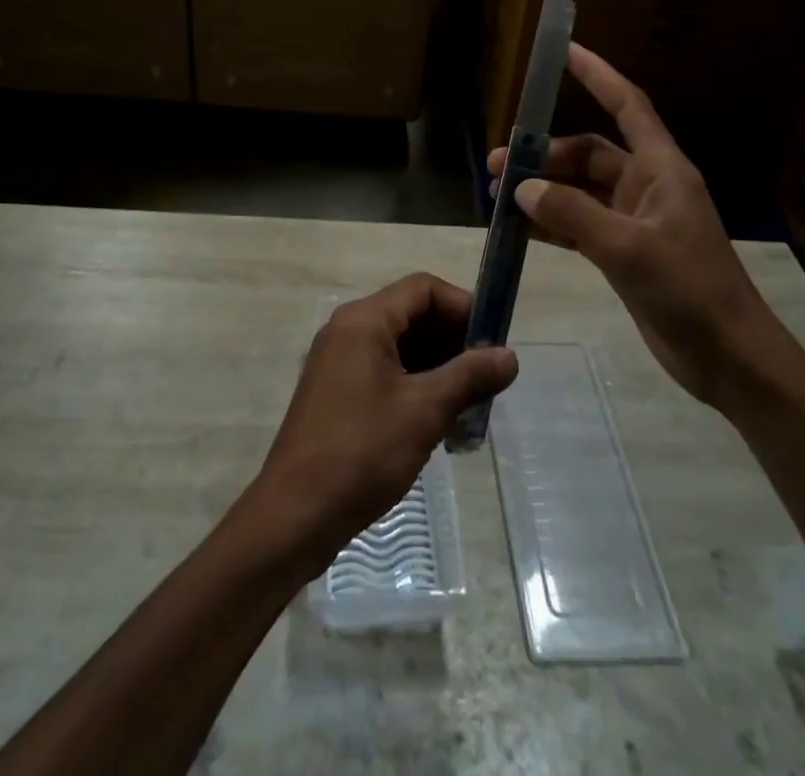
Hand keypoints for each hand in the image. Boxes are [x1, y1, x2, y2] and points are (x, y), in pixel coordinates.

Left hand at [251, 274, 517, 566]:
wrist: (295, 515)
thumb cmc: (361, 453)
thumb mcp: (424, 412)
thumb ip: (469, 377)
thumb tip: (510, 356)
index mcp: (364, 321)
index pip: (422, 288)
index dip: (462, 307)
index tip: (492, 341)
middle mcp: (347, 330)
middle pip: (411, 314)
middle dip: (452, 340)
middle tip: (486, 377)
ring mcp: (338, 361)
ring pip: (399, 345)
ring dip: (436, 366)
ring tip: (469, 403)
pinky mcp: (336, 391)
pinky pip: (383, 370)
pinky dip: (414, 384)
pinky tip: (437, 420)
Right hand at [488, 44, 775, 407]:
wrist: (728, 358)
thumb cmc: (690, 290)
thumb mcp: (628, 249)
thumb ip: (572, 215)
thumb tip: (522, 188)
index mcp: (661, 169)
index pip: (627, 105)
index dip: (597, 75)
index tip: (564, 50)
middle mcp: (646, 186)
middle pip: (589, 153)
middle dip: (545, 155)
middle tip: (498, 166)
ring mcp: (634, 219)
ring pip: (579, 190)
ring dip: (543, 190)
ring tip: (497, 196)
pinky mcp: (624, 251)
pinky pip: (579, 223)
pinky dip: (551, 223)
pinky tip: (519, 228)